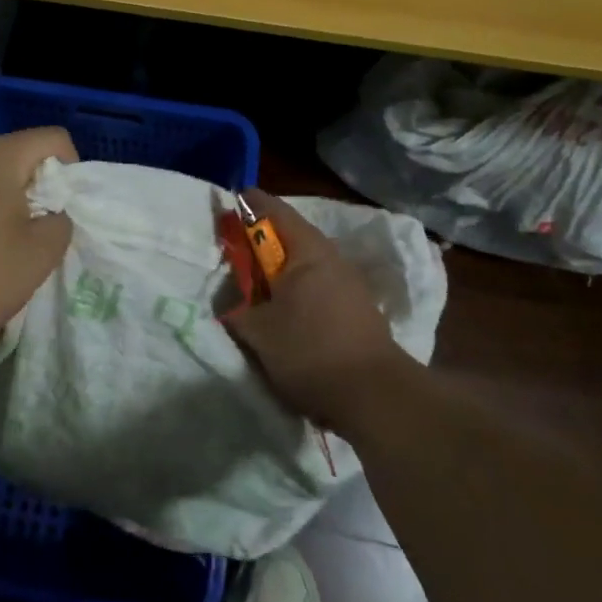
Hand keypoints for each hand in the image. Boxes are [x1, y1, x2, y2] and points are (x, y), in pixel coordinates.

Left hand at [0, 127, 76, 364]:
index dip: (73, 170)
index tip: (65, 212)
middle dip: (40, 188)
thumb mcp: (39, 255)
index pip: (53, 139)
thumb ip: (61, 223)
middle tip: (40, 234)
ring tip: (7, 248)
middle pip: (20, 154)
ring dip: (10, 203)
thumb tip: (51, 214)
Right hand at [223, 189, 412, 436]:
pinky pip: (318, 284)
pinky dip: (296, 288)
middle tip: (233, 253)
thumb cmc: (310, 351)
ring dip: (279, 268)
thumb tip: (229, 303)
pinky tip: (284, 311)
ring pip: (305, 262)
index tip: (225, 208)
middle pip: (289, 235)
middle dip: (260, 241)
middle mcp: (331, 257)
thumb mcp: (258, 332)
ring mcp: (349, 282)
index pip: (272, 209)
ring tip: (255, 287)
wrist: (375, 396)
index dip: (246, 205)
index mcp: (306, 250)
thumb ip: (237, 310)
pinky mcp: (357, 308)